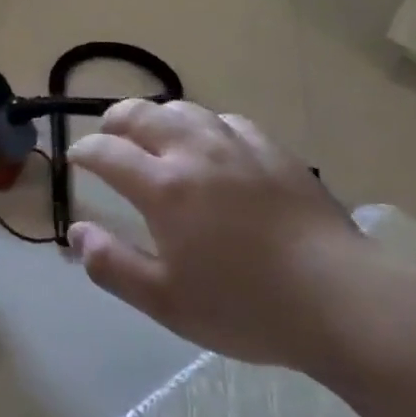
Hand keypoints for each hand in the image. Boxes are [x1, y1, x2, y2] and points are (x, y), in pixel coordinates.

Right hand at [66, 100, 370, 374]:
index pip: (107, 152)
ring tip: (153, 132)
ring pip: (184, 109)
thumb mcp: (166, 301)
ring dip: (157, 116)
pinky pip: (227, 121)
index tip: (76, 159)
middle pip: (142, 115)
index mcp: (163, 187)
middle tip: (107, 134)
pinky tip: (212, 143)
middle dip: (115, 120)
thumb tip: (76, 233)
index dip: (85, 151)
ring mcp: (237, 146)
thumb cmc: (246, 307)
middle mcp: (194, 152)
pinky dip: (205, 125)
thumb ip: (113, 265)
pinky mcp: (273, 151)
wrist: (339, 298)